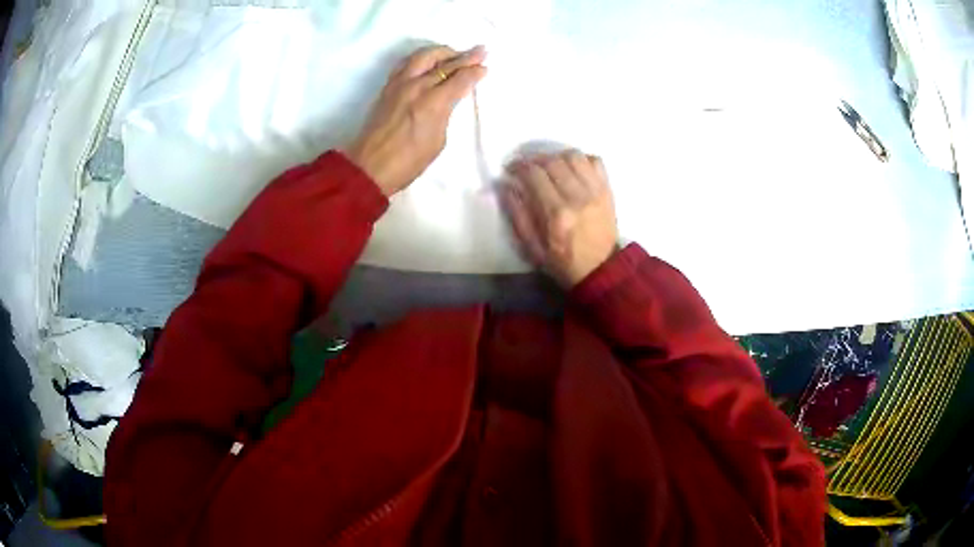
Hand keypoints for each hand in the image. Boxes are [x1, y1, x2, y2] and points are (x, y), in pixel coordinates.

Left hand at [345, 45, 486, 196]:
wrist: (370, 166)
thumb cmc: (409, 161)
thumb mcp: (438, 140)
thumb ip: (445, 113)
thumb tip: (448, 98)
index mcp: (433, 102)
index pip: (460, 79)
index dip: (475, 72)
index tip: (485, 67)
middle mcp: (417, 86)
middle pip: (445, 63)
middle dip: (465, 56)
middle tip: (480, 51)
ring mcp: (399, 84)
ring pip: (423, 56)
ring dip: (442, 52)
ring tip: (453, 53)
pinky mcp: (387, 86)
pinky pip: (407, 63)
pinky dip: (421, 57)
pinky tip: (427, 60)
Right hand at [501, 151, 618, 287]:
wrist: (600, 271)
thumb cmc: (562, 262)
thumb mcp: (532, 248)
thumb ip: (517, 215)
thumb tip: (506, 186)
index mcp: (556, 213)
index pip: (534, 174)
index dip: (518, 166)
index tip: (510, 168)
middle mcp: (577, 197)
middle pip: (553, 161)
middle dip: (534, 159)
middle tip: (527, 166)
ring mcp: (595, 191)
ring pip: (574, 156)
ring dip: (557, 156)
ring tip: (549, 165)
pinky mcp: (607, 190)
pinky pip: (595, 161)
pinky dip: (581, 159)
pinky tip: (572, 169)